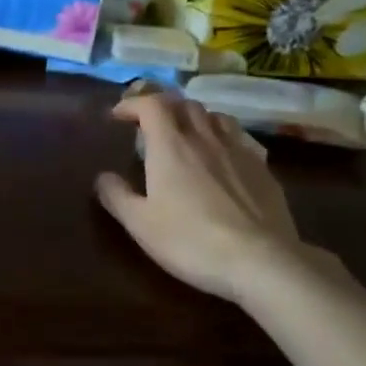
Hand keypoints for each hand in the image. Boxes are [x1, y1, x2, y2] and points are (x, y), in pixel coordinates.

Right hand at [95, 93, 348, 301]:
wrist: (262, 261)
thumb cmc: (192, 241)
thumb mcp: (141, 225)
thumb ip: (117, 196)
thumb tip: (102, 176)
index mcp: (170, 145)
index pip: (151, 104)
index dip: (132, 104)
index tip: (118, 116)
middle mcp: (204, 137)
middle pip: (184, 104)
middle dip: (163, 107)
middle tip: (150, 124)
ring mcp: (238, 150)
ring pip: (215, 116)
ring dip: (195, 118)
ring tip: (187, 134)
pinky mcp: (263, 168)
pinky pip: (240, 138)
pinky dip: (224, 137)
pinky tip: (224, 157)